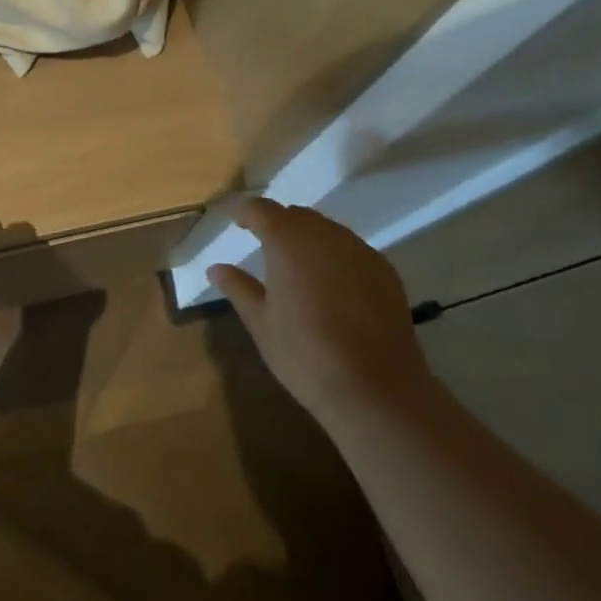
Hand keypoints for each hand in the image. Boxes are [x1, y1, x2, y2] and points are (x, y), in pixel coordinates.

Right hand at [209, 198, 432, 420]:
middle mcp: (325, 235)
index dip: (242, 209)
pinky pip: (351, 249)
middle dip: (275, 222)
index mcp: (288, 242)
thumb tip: (216, 268)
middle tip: (260, 240)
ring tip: (295, 264)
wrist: (377, 391)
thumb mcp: (262, 324)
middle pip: (295, 215)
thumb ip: (238, 288)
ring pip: (326, 229)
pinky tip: (331, 284)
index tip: (230, 214)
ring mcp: (359, 251)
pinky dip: (333, 255)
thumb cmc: (306, 356)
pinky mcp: (384, 271)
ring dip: (306, 237)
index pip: (260, 209)